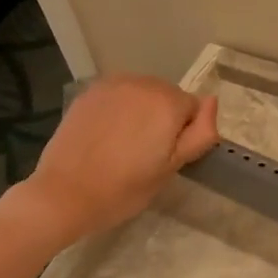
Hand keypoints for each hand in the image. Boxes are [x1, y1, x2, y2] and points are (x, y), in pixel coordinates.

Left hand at [11, 74, 218, 243]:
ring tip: (124, 144)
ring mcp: (112, 85)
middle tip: (146, 154)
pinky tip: (106, 135)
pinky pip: (118, 95)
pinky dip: (119, 109)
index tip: (166, 158)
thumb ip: (199, 133)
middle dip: (164, 118)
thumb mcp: (172, 168)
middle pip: (168, 96)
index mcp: (167, 103)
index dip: (184, 134)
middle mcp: (142, 84)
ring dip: (141, 111)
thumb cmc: (124, 188)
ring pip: (143, 93)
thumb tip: (212, 102)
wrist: (64, 194)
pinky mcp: (89, 93)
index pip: (193, 109)